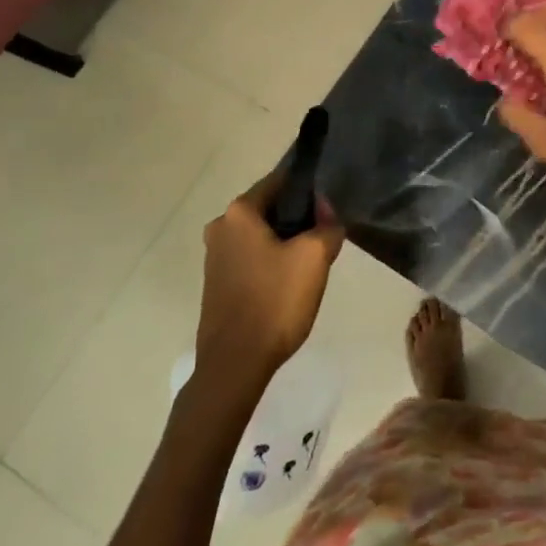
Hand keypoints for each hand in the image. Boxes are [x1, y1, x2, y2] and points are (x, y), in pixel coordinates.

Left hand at [196, 174, 344, 377]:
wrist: (235, 365)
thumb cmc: (275, 301)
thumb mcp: (315, 257)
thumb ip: (328, 226)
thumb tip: (326, 214)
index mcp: (239, 212)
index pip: (280, 180)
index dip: (309, 189)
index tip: (330, 206)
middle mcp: (221, 227)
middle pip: (270, 208)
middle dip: (299, 218)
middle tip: (325, 236)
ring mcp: (214, 257)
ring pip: (261, 234)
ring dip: (286, 241)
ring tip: (311, 262)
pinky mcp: (216, 282)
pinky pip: (251, 257)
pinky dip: (271, 261)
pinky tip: (290, 282)